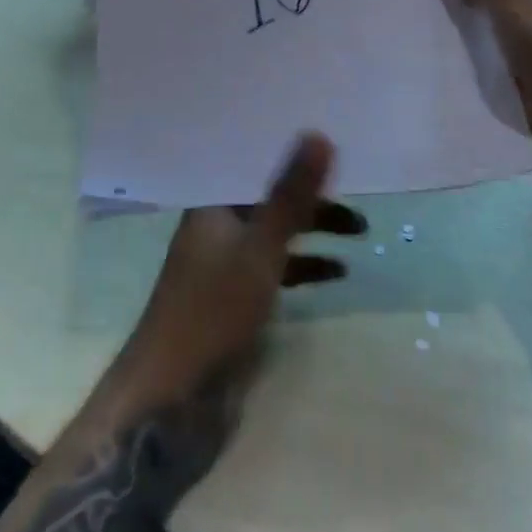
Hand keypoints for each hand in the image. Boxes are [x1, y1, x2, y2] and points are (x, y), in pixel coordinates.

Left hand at [126, 133, 363, 399]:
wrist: (172, 397)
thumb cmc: (213, 310)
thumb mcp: (260, 248)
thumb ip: (291, 195)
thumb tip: (318, 134)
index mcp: (212, 206)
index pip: (256, 165)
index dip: (291, 154)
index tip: (333, 143)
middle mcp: (217, 228)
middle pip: (272, 199)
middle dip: (314, 199)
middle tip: (358, 197)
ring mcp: (226, 265)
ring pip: (277, 234)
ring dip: (314, 231)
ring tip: (359, 234)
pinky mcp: (236, 299)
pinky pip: (277, 268)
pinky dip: (305, 267)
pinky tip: (337, 273)